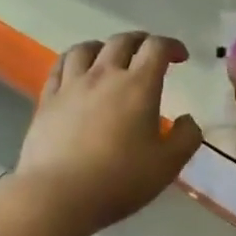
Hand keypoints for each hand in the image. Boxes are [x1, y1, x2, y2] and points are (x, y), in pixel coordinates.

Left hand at [16, 33, 203, 233]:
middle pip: (122, 41)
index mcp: (138, 86)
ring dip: (104, 46)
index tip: (180, 57)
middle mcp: (104, 75)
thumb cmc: (119, 180)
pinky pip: (59, 67)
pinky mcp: (47, 100)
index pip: (156, 48)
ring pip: (86, 48)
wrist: (58, 195)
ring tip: (109, 56)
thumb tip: (188, 120)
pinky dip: (73, 61)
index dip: (171, 46)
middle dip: (140, 41)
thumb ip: (186, 138)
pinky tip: (75, 70)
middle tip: (149, 52)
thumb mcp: (167, 165)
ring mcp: (71, 85)